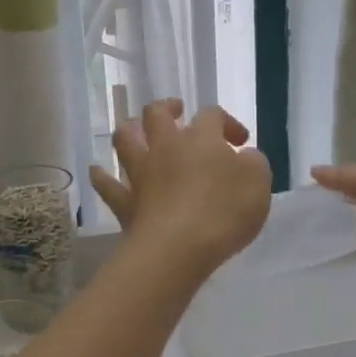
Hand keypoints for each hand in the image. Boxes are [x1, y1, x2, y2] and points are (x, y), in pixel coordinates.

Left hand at [91, 100, 272, 275]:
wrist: (178, 248)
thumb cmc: (224, 211)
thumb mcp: (258, 183)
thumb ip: (253, 163)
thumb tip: (244, 157)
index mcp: (201, 138)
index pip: (212, 114)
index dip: (227, 123)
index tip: (241, 143)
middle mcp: (166, 147)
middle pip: (157, 114)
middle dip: (167, 108)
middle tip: (177, 112)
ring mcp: (141, 174)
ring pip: (125, 139)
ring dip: (129, 130)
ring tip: (135, 130)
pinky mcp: (126, 203)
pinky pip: (107, 185)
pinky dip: (101, 176)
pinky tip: (97, 171)